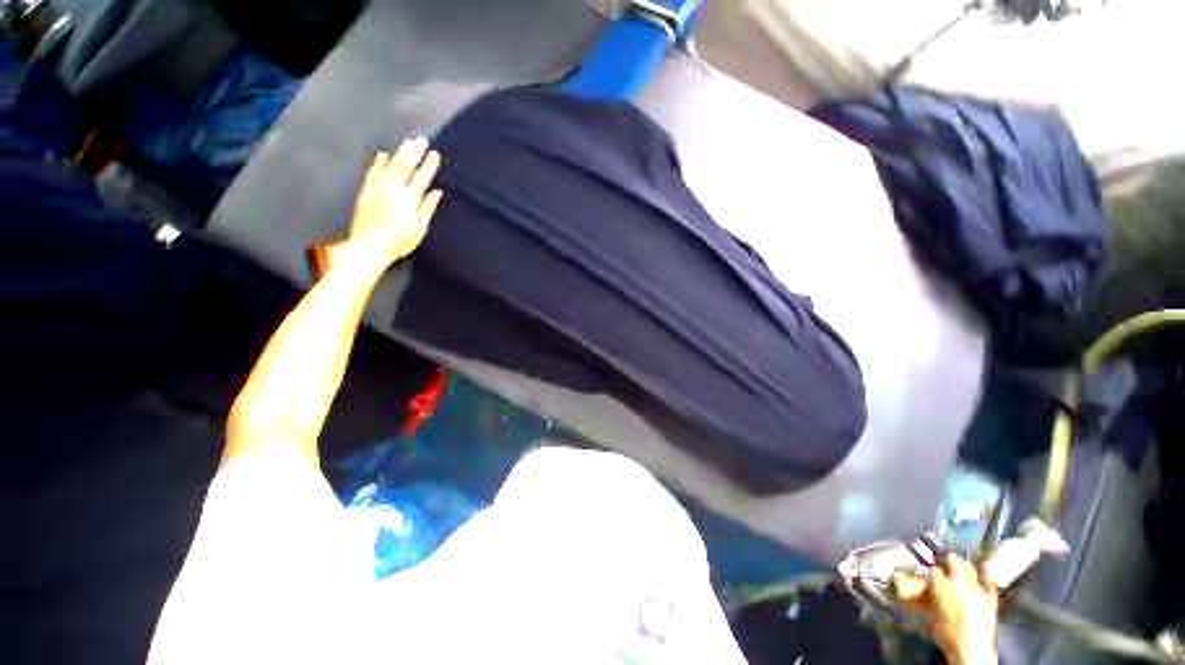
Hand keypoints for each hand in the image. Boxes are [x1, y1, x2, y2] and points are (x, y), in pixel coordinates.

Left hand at [334, 137, 442, 274]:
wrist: (369, 246)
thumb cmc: (399, 241)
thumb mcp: (419, 228)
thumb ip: (427, 207)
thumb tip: (436, 191)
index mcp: (409, 199)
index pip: (422, 178)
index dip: (429, 165)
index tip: (435, 154)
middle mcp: (393, 189)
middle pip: (405, 166)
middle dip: (415, 152)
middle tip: (422, 139)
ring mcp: (378, 188)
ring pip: (390, 166)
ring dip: (400, 153)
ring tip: (408, 142)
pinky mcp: (366, 191)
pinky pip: (373, 172)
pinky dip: (379, 163)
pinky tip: (383, 155)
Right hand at [897, 555, 999, 664]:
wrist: (970, 649)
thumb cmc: (945, 632)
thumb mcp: (930, 614)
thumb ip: (925, 596)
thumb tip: (921, 588)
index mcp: (940, 586)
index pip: (932, 570)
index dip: (928, 569)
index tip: (926, 570)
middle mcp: (958, 583)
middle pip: (953, 563)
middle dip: (948, 559)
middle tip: (946, 557)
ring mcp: (976, 590)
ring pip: (971, 569)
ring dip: (965, 565)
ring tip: (962, 562)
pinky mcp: (990, 599)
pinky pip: (989, 584)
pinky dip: (987, 577)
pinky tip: (985, 571)